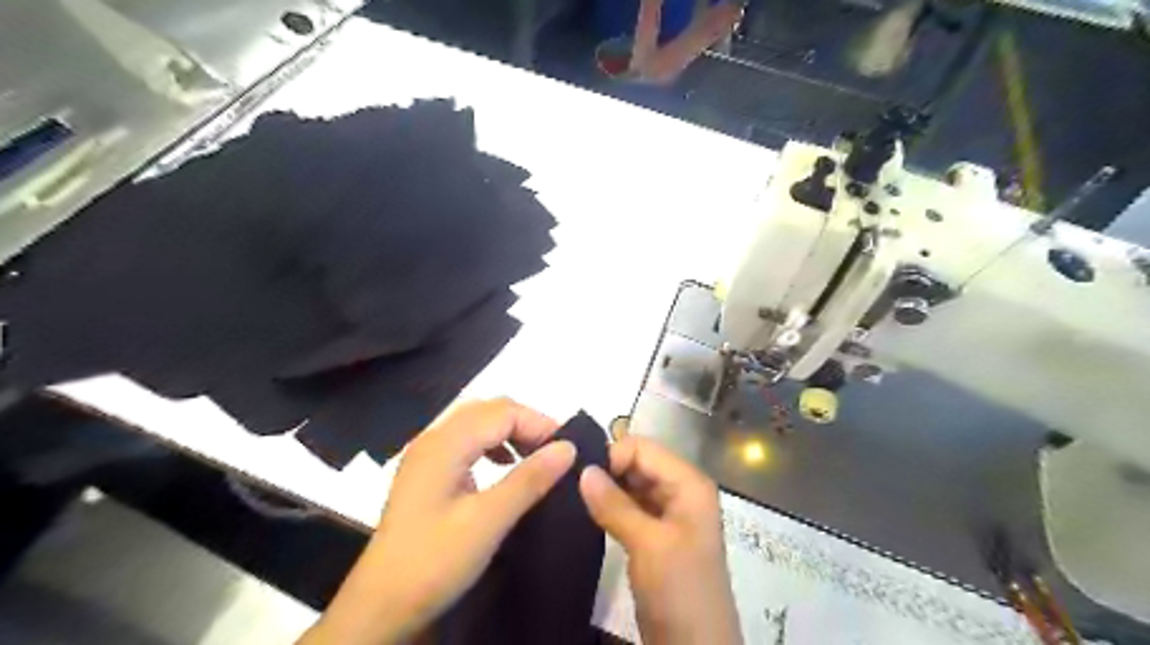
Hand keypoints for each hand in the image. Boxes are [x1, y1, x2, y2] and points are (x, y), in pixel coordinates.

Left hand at [302, 398, 580, 644]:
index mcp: (445, 443)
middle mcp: (434, 439)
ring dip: (509, 432)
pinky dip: (492, 446)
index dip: (538, 423)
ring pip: (477, 424)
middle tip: (554, 452)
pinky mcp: (426, 474)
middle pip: (488, 411)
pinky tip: (504, 467)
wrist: (381, 607)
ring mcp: (427, 456)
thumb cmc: (434, 561)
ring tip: (534, 457)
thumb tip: (568, 447)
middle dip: (525, 423)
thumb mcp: (488, 521)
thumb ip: (529, 479)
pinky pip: (466, 442)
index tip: (567, 450)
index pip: (502, 412)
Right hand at [581, 435, 740, 642]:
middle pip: (638, 463)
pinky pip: (629, 508)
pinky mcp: (654, 536)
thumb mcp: (648, 544)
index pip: (643, 448)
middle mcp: (680, 491)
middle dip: (607, 470)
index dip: (612, 456)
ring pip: (631, 485)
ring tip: (571, 497)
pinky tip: (586, 512)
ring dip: (605, 489)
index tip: (579, 476)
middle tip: (569, 484)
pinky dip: (609, 507)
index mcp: (688, 483)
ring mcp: (668, 514)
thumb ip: (615, 505)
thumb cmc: (681, 589)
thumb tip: (582, 470)